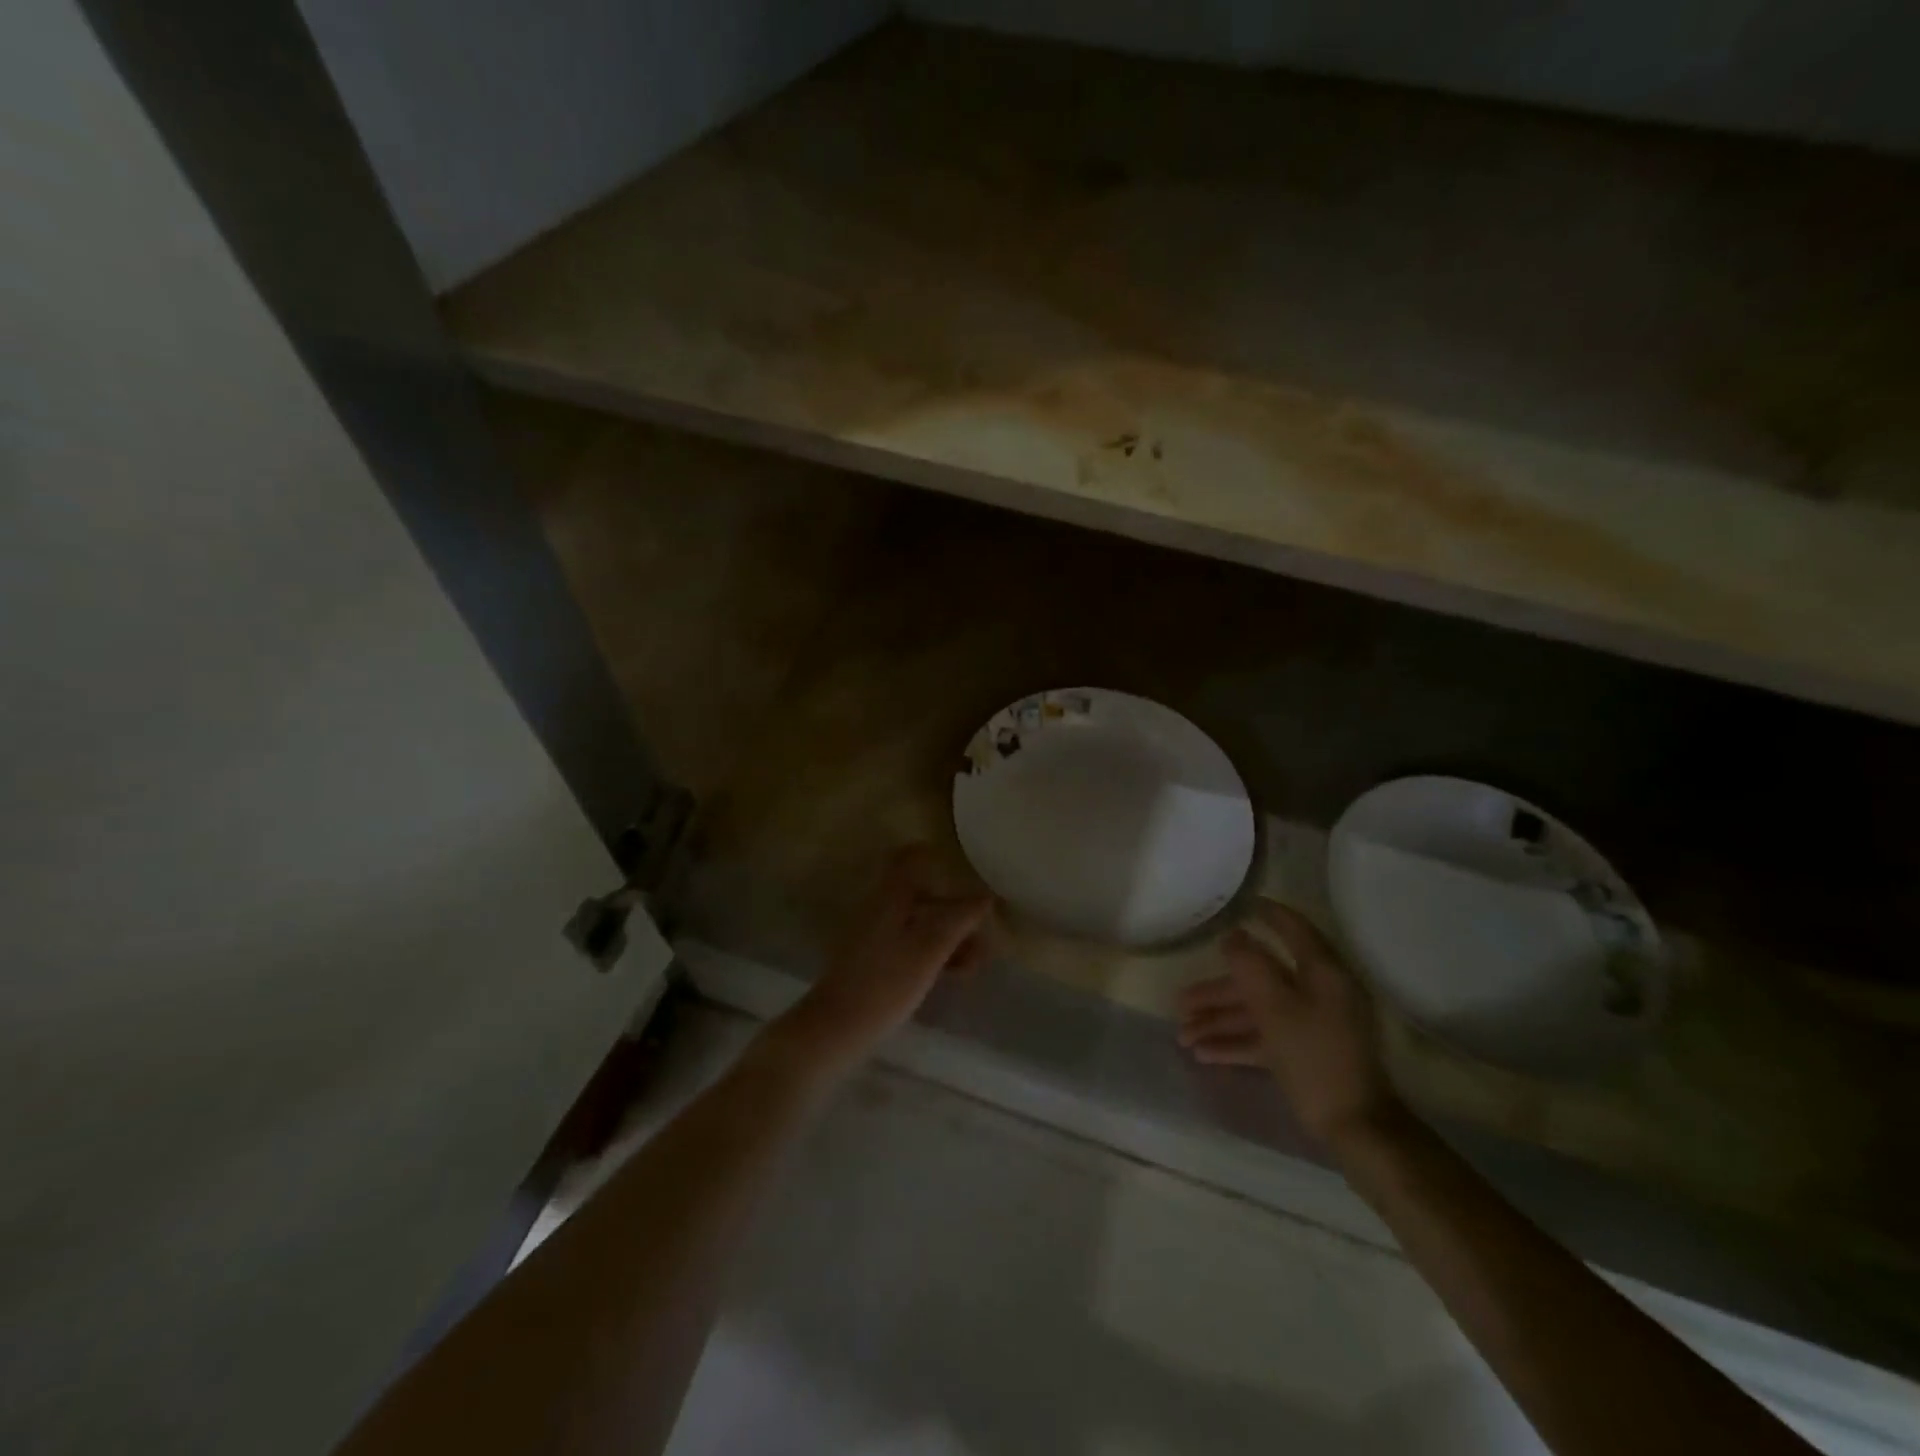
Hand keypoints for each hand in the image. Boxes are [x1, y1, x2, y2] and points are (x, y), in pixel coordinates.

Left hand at [781, 846, 992, 1070]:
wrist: (837, 1027)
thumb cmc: (886, 982)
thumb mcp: (931, 948)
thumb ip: (959, 918)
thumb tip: (985, 896)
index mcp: (890, 896)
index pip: (909, 857)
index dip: (936, 857)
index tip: (964, 871)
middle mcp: (880, 907)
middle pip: (922, 893)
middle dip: (955, 910)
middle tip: (982, 935)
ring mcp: (874, 934)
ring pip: (919, 921)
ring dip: (949, 935)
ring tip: (974, 963)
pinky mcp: (873, 960)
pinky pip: (910, 943)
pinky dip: (933, 951)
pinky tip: (952, 974)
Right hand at [1177, 900, 1402, 1148]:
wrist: (1355, 1127)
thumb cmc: (1314, 1057)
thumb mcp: (1275, 1007)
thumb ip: (1250, 965)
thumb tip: (1234, 936)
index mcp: (1321, 973)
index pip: (1293, 930)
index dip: (1268, 915)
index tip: (1241, 904)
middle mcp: (1318, 993)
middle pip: (1261, 979)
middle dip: (1217, 990)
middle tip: (1180, 1000)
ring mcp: (1312, 1024)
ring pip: (1257, 1011)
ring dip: (1219, 1020)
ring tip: (1182, 1035)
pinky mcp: (1305, 1052)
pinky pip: (1264, 1037)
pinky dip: (1236, 1042)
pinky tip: (1203, 1053)